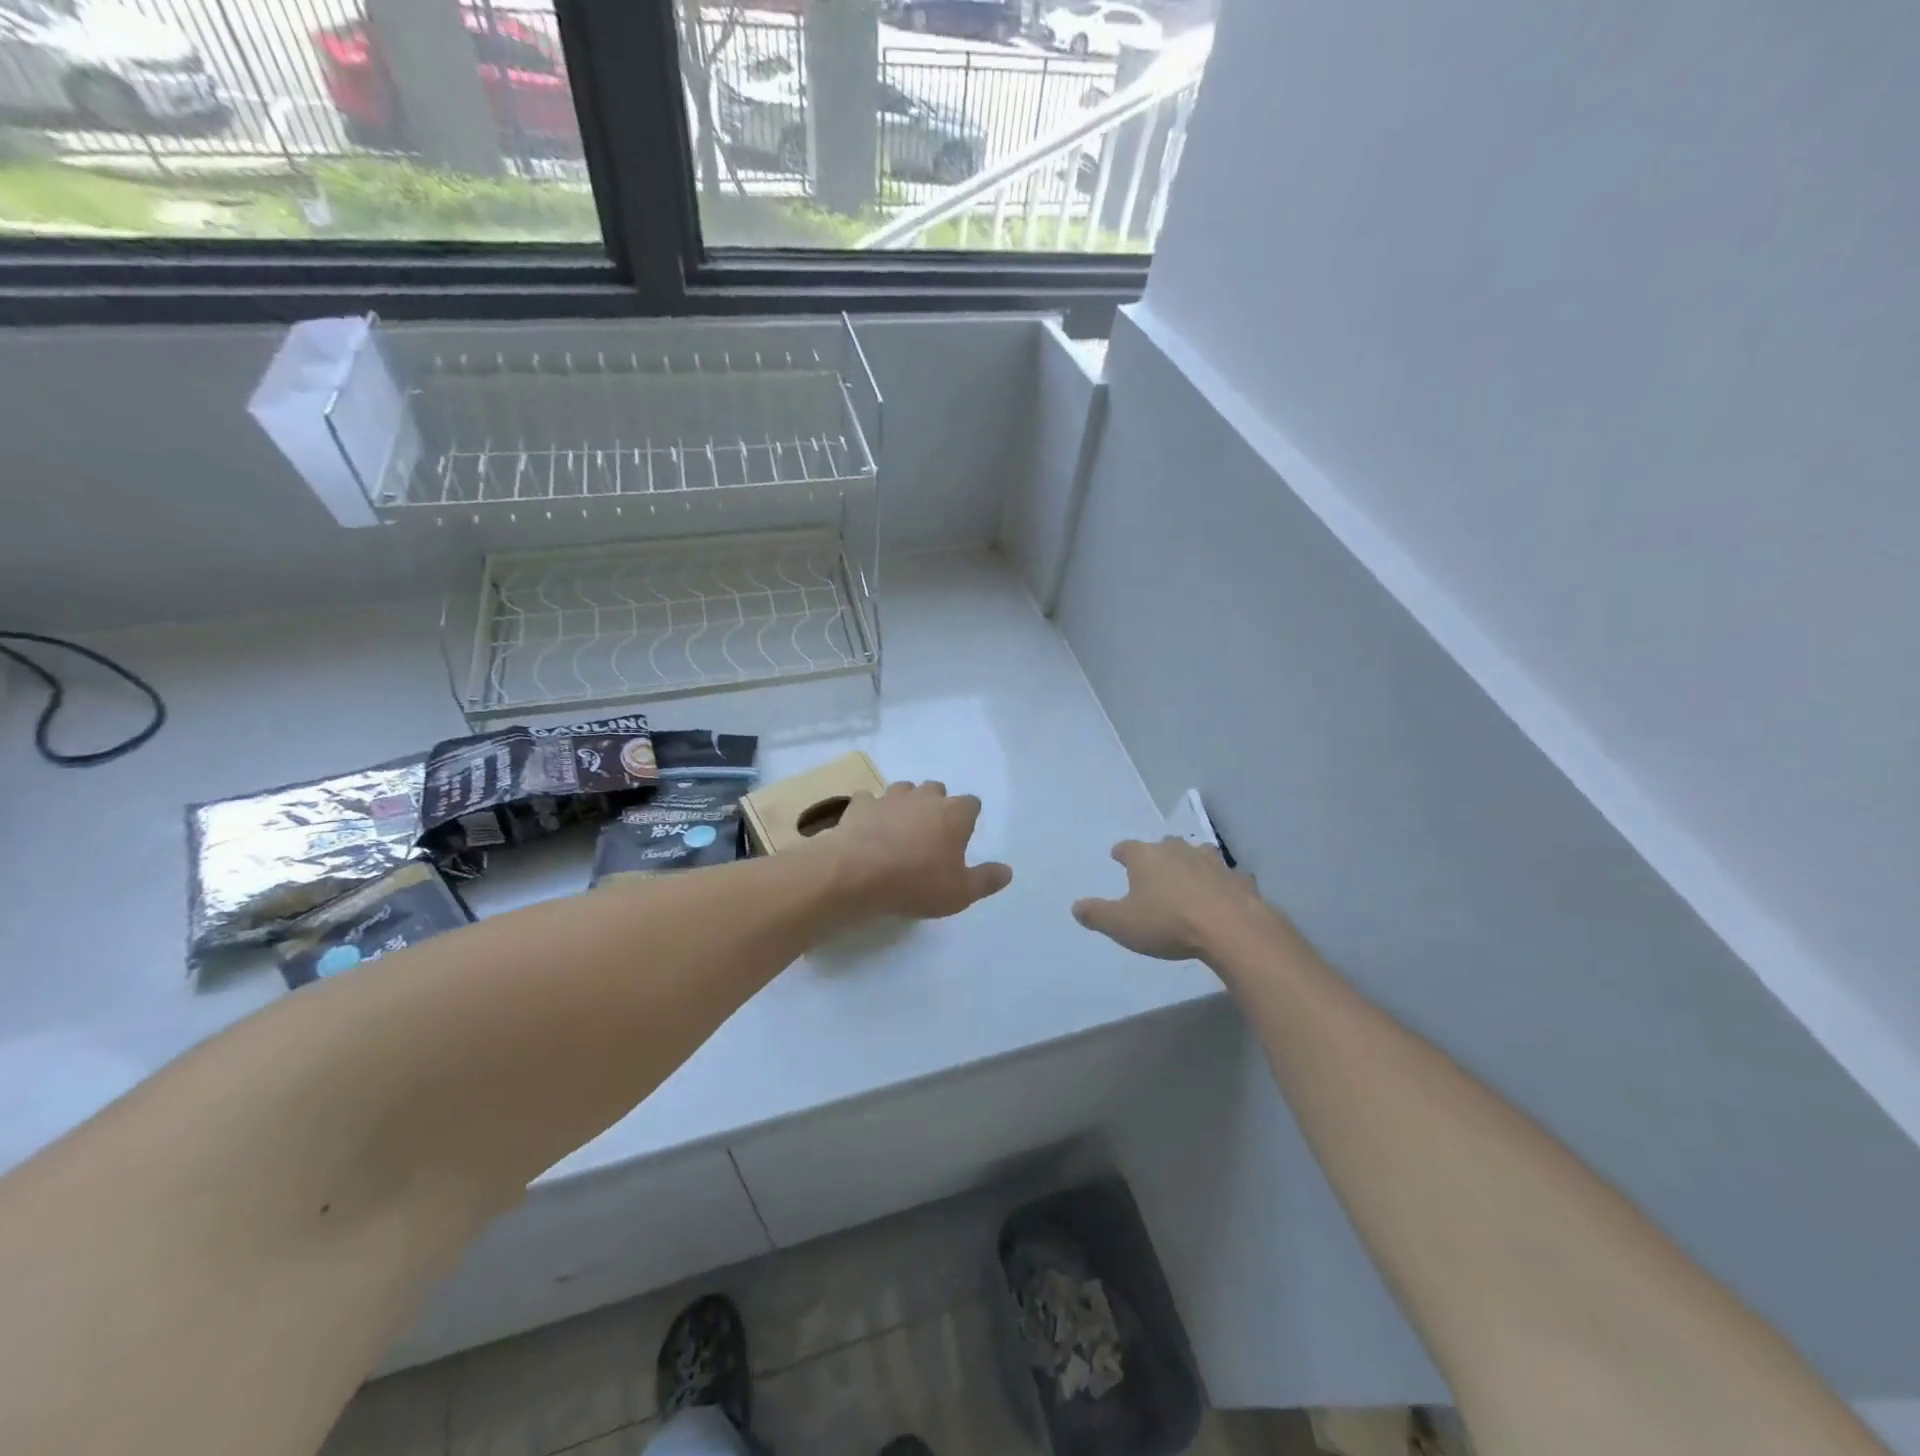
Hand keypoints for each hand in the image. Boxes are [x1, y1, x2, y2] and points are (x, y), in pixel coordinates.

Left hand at [820, 781, 1013, 920]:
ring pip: (903, 789)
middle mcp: (924, 797)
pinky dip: (870, 811)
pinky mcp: (860, 804)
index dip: (968, 818)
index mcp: (954, 814)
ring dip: (904, 804)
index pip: (971, 803)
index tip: (962, 836)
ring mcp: (890, 797)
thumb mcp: (960, 893)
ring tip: (898, 829)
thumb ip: (986, 880)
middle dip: (936, 805)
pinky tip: (867, 828)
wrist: (857, 873)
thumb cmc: (916, 883)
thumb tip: (1007, 871)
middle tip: (930, 833)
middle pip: (936, 790)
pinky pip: (869, 800)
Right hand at [1072, 837, 1270, 960]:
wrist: (1229, 928)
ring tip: (1188, 877)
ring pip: (1198, 854)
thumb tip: (1076, 907)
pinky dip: (1222, 883)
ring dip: (1191, 863)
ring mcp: (1212, 862)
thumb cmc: (1167, 923)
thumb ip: (1097, 915)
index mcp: (1146, 858)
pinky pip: (1227, 877)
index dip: (1121, 853)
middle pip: (1164, 845)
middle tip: (1153, 869)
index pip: (1127, 848)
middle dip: (1158, 855)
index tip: (1117, 857)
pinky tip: (1222, 894)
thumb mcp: (1121, 924)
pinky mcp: (1238, 879)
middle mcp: (1178, 851)